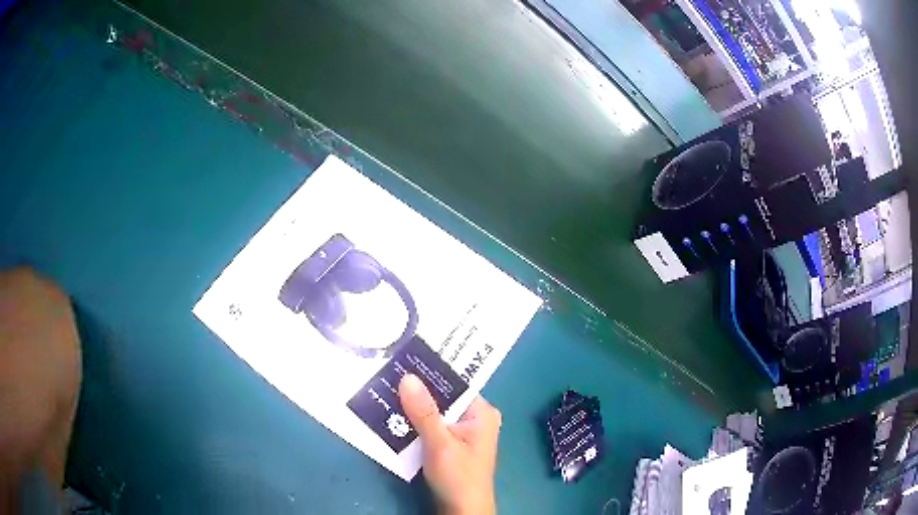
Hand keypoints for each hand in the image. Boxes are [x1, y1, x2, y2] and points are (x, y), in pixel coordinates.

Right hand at [398, 374, 500, 514]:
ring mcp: (461, 433)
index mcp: (481, 413)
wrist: (461, 510)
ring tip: (385, 389)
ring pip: (434, 412)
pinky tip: (392, 415)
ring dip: (412, 406)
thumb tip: (408, 376)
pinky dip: (414, 422)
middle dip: (417, 390)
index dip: (431, 371)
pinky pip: (430, 426)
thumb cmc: (458, 476)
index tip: (404, 359)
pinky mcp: (449, 446)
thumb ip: (424, 412)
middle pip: (443, 397)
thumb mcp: (440, 443)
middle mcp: (474, 419)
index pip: (455, 383)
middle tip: (388, 373)